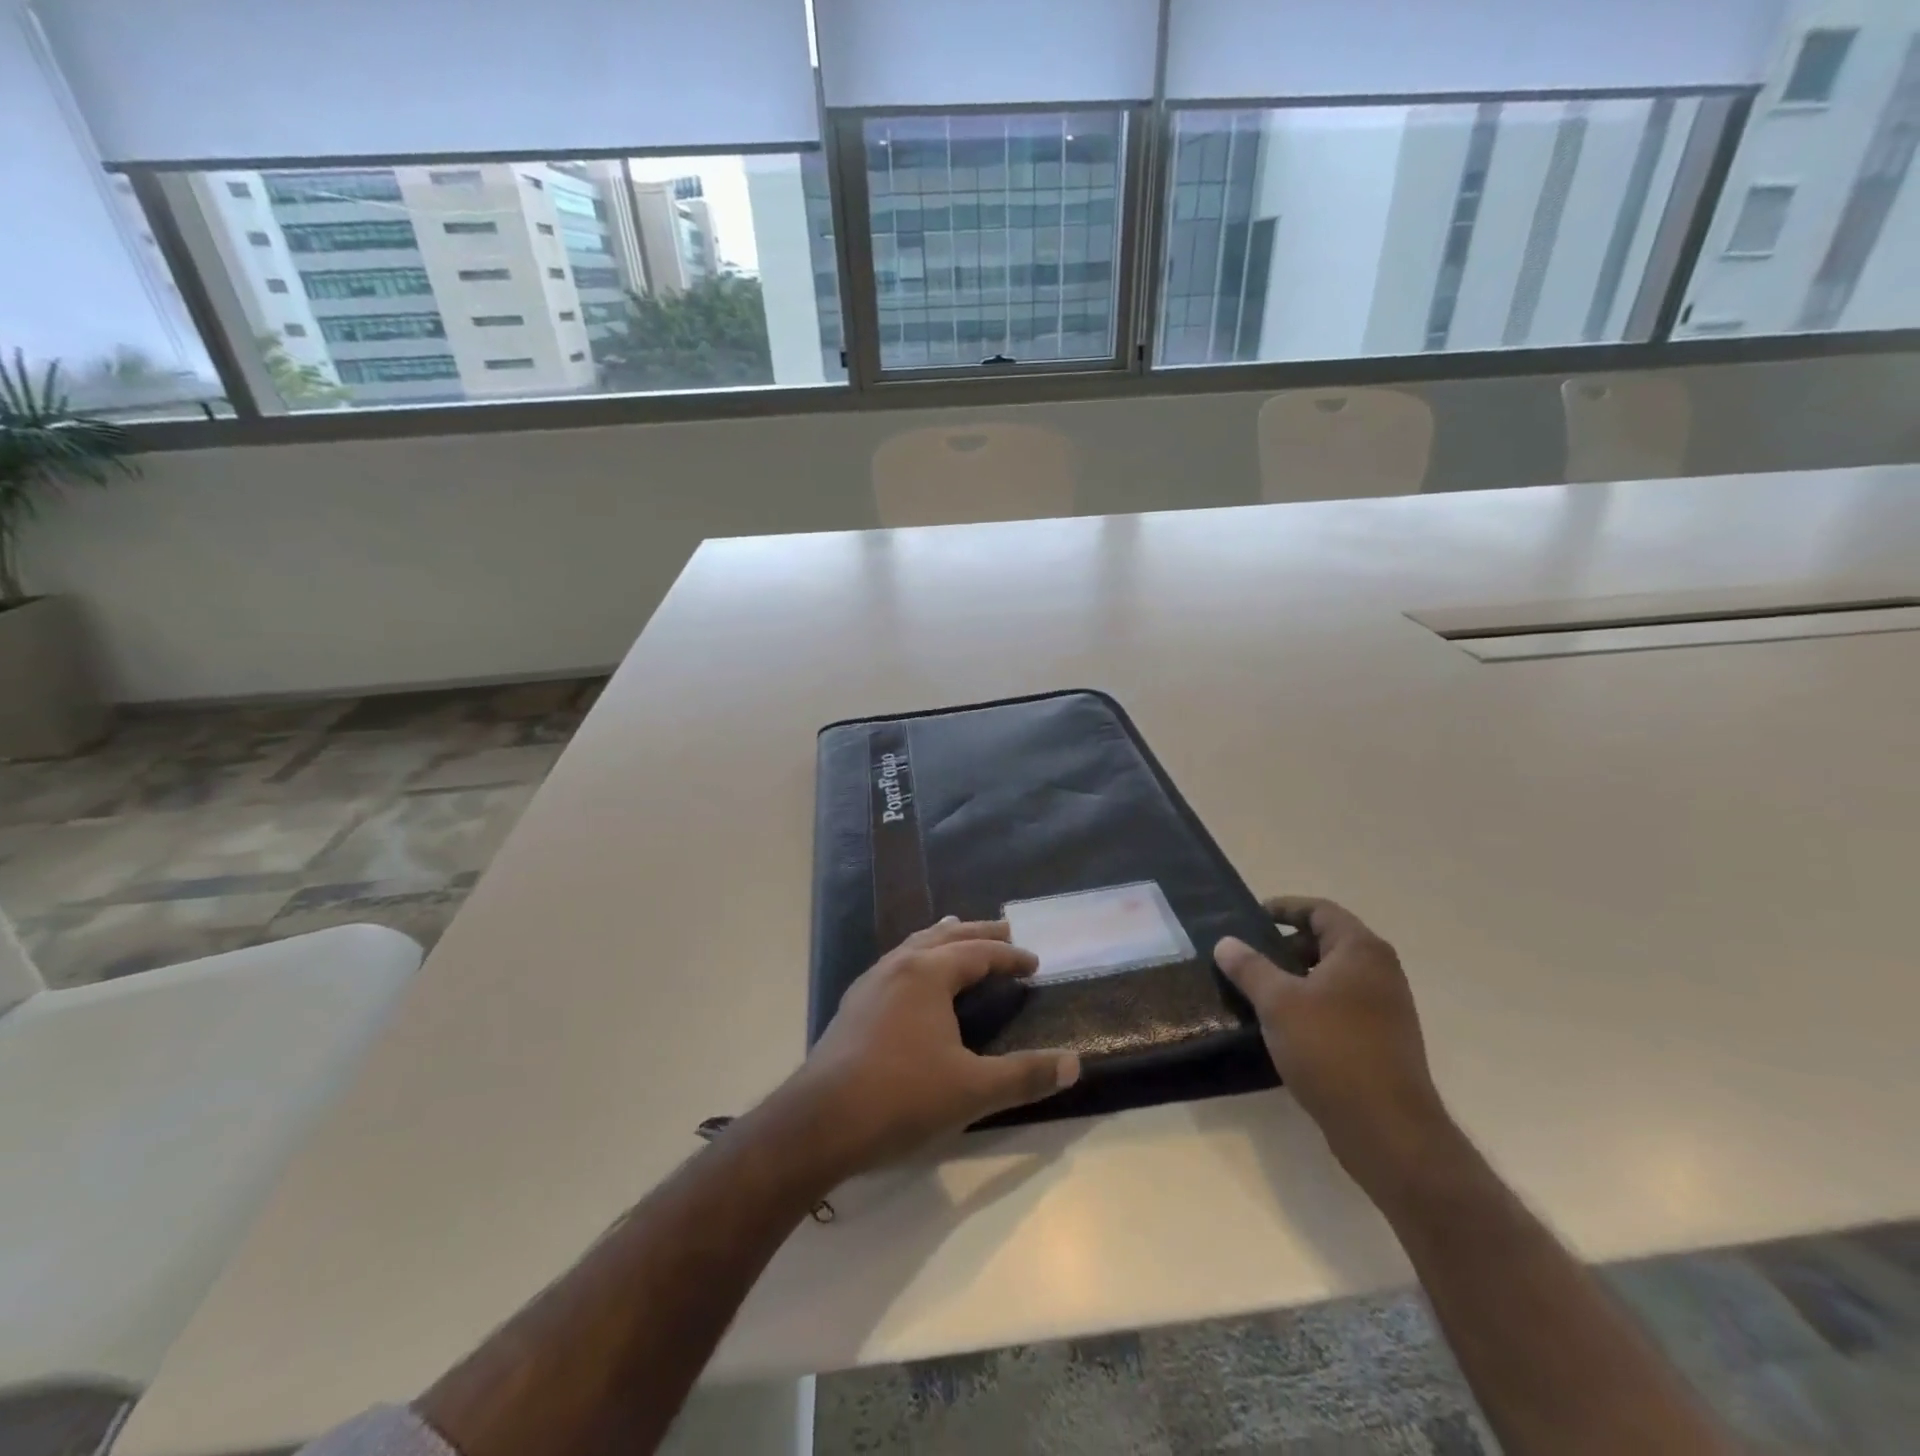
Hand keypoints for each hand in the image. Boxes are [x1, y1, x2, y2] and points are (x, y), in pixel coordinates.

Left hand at [778, 919, 1079, 1178]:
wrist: (819, 1123)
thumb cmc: (901, 1098)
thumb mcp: (972, 1090)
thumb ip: (1024, 1076)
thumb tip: (1074, 1064)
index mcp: (928, 974)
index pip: (978, 953)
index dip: (1009, 956)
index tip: (1033, 963)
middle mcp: (898, 966)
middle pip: (945, 936)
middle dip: (977, 933)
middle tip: (1004, 929)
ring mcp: (870, 983)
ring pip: (914, 946)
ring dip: (942, 938)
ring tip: (957, 931)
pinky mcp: (853, 1006)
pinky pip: (895, 964)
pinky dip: (917, 957)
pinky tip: (913, 977)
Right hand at [1215, 898, 1450, 1193]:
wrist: (1388, 1130)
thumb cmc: (1331, 1050)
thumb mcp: (1278, 1002)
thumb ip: (1249, 967)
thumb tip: (1226, 942)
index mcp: (1360, 950)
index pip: (1319, 910)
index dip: (1284, 908)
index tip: (1250, 918)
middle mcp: (1380, 971)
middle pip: (1326, 942)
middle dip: (1284, 946)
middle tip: (1247, 959)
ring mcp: (1386, 1008)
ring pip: (1332, 977)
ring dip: (1295, 979)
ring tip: (1257, 993)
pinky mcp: (1383, 1041)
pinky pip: (1340, 1007)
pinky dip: (1311, 1006)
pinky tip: (1283, 1028)